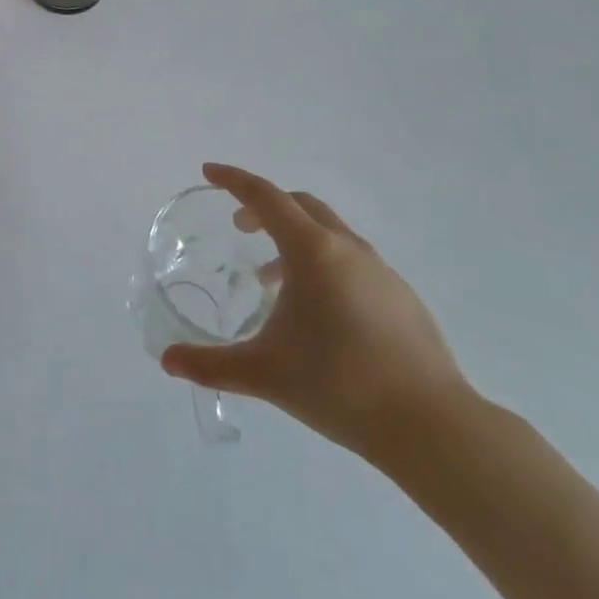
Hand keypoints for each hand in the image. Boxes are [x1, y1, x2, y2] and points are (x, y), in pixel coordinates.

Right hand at [160, 163, 470, 462]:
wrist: (431, 425)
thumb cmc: (339, 385)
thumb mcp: (265, 373)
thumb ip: (210, 365)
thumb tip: (167, 361)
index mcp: (313, 250)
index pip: (265, 197)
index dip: (234, 180)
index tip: (209, 172)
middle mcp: (347, 248)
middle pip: (300, 205)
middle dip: (265, 207)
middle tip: (241, 227)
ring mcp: (381, 270)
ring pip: (329, 233)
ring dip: (295, 240)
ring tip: (272, 280)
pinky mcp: (402, 297)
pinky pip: (352, 260)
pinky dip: (324, 264)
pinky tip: (319, 313)